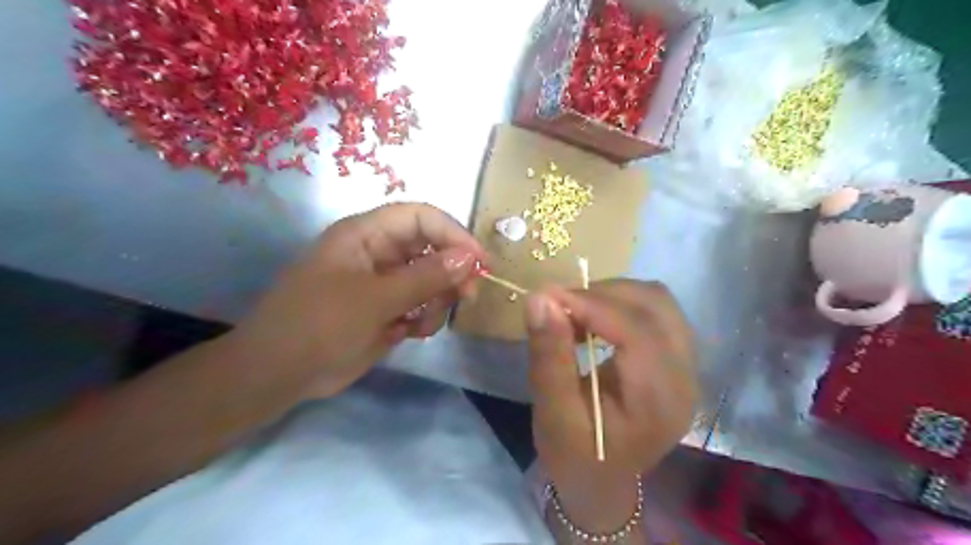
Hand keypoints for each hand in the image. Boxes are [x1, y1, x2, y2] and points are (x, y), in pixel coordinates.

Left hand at [227, 203, 484, 397]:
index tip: (479, 261)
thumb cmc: (319, 325)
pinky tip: (410, 333)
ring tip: (422, 323)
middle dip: (451, 271)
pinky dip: (425, 318)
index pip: (420, 217)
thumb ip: (425, 277)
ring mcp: (383, 283)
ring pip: (430, 279)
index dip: (452, 233)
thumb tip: (470, 257)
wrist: (278, 375)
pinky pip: (421, 305)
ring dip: (437, 300)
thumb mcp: (375, 299)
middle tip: (466, 295)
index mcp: (366, 234)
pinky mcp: (386, 309)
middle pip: (431, 248)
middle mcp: (378, 253)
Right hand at [525, 281, 697, 531]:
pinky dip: (620, 303)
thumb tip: (540, 299)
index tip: (548, 296)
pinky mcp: (676, 358)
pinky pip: (655, 311)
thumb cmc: (575, 456)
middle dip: (603, 294)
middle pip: (655, 305)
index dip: (592, 304)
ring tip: (575, 311)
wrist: (602, 481)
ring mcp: (686, 365)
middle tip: (559, 305)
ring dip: (612, 294)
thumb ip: (549, 357)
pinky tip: (594, 319)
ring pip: (657, 301)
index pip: (637, 332)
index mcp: (659, 401)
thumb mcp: (553, 415)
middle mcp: (685, 377)